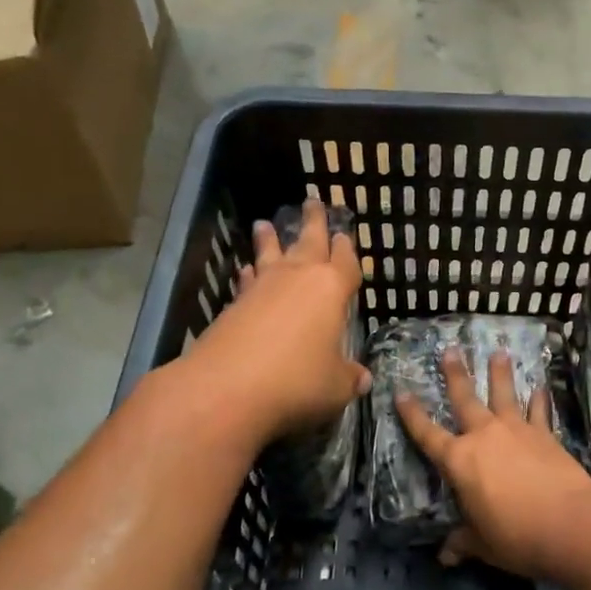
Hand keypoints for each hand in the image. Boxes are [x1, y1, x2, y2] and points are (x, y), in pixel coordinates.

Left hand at [182, 198, 369, 445]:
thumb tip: (363, 379)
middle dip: (314, 222)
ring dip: (271, 239)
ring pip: (271, 254)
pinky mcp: (234, 304)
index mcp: (331, 289)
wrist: (227, 388)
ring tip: (265, 224)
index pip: (346, 261)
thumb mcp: (334, 386)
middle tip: (313, 202)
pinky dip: (249, 273)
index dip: (347, 249)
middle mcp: (298, 278)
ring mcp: (263, 287)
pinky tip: (245, 269)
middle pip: (309, 242)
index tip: (345, 234)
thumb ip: (349, 378)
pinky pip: (248, 280)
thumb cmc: (296, 380)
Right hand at [395, 347, 590, 579]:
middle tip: (450, 350)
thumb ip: (464, 541)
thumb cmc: (516, 537)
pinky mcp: (544, 434)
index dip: (412, 414)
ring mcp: (516, 430)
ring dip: (500, 373)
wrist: (568, 525)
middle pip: (465, 399)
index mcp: (459, 462)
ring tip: (499, 352)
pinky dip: (540, 399)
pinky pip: (539, 411)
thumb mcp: (483, 544)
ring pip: (504, 394)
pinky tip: (541, 387)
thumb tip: (446, 555)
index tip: (400, 392)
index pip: (427, 434)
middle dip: (456, 374)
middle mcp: (484, 436)